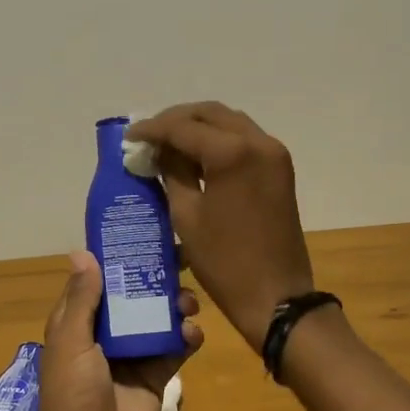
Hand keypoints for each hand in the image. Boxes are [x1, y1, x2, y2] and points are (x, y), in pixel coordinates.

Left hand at [23, 251, 203, 410]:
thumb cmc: (72, 398)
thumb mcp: (71, 345)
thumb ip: (82, 301)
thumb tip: (83, 253)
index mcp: (79, 322)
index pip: (99, 279)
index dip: (118, 256)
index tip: (145, 232)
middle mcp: (106, 333)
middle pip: (134, 294)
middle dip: (156, 277)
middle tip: (183, 259)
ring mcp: (133, 354)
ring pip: (158, 318)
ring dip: (175, 305)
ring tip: (189, 303)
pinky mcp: (156, 376)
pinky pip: (175, 348)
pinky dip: (187, 338)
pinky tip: (193, 334)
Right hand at [125, 102, 312, 349]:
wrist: (276, 296)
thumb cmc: (224, 261)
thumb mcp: (187, 215)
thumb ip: (172, 172)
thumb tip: (159, 150)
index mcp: (231, 153)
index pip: (183, 127)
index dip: (152, 129)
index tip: (129, 137)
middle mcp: (258, 142)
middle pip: (210, 114)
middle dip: (177, 120)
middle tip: (149, 136)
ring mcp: (273, 153)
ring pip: (229, 122)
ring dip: (199, 127)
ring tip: (169, 143)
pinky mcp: (279, 168)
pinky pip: (245, 139)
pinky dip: (219, 140)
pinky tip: (196, 156)